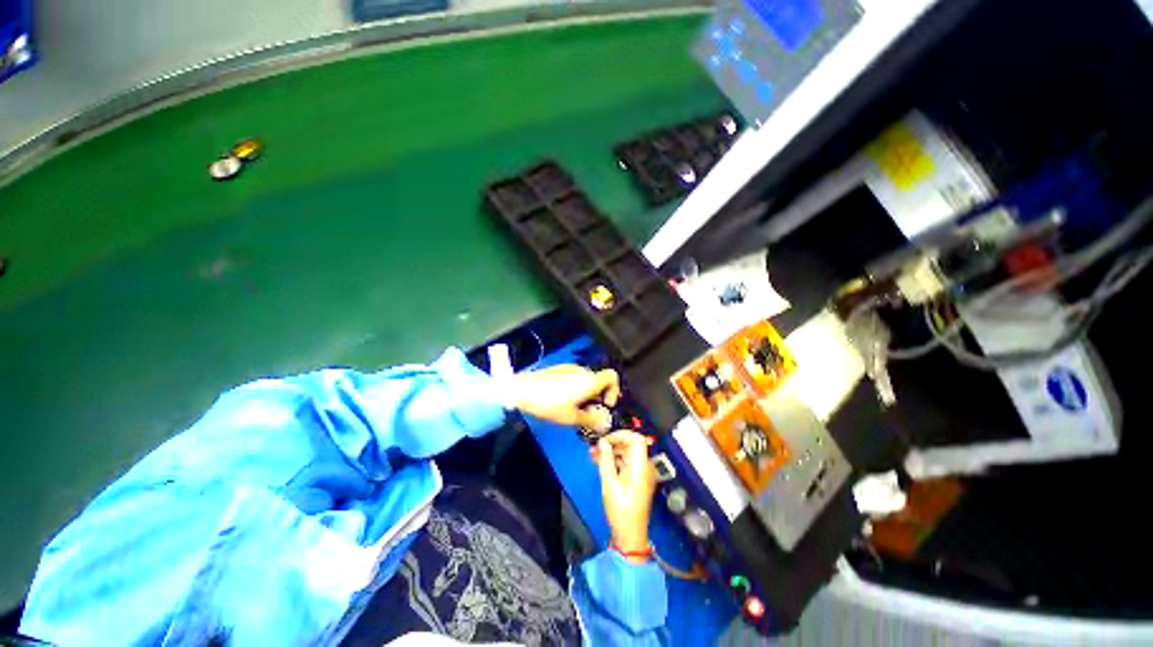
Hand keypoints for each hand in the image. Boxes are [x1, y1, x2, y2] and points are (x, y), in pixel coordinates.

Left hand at [509, 365, 619, 431]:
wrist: (522, 390)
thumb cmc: (548, 403)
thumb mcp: (571, 418)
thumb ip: (590, 421)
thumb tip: (603, 424)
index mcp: (588, 381)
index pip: (612, 376)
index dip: (614, 390)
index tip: (606, 403)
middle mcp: (582, 371)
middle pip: (598, 381)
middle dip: (597, 397)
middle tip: (587, 412)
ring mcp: (570, 368)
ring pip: (586, 380)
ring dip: (586, 393)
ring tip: (573, 408)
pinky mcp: (559, 369)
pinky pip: (574, 377)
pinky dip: (575, 388)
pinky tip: (562, 399)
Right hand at [595, 431, 656, 562]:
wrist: (630, 534)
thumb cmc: (621, 510)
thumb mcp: (609, 483)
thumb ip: (605, 459)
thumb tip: (602, 442)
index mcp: (641, 466)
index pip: (636, 439)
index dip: (621, 435)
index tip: (606, 440)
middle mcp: (644, 467)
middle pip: (631, 445)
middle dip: (612, 443)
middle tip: (596, 448)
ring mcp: (641, 473)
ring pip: (627, 453)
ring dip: (611, 452)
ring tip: (594, 455)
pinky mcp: (637, 479)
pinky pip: (626, 463)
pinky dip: (615, 460)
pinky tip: (601, 463)